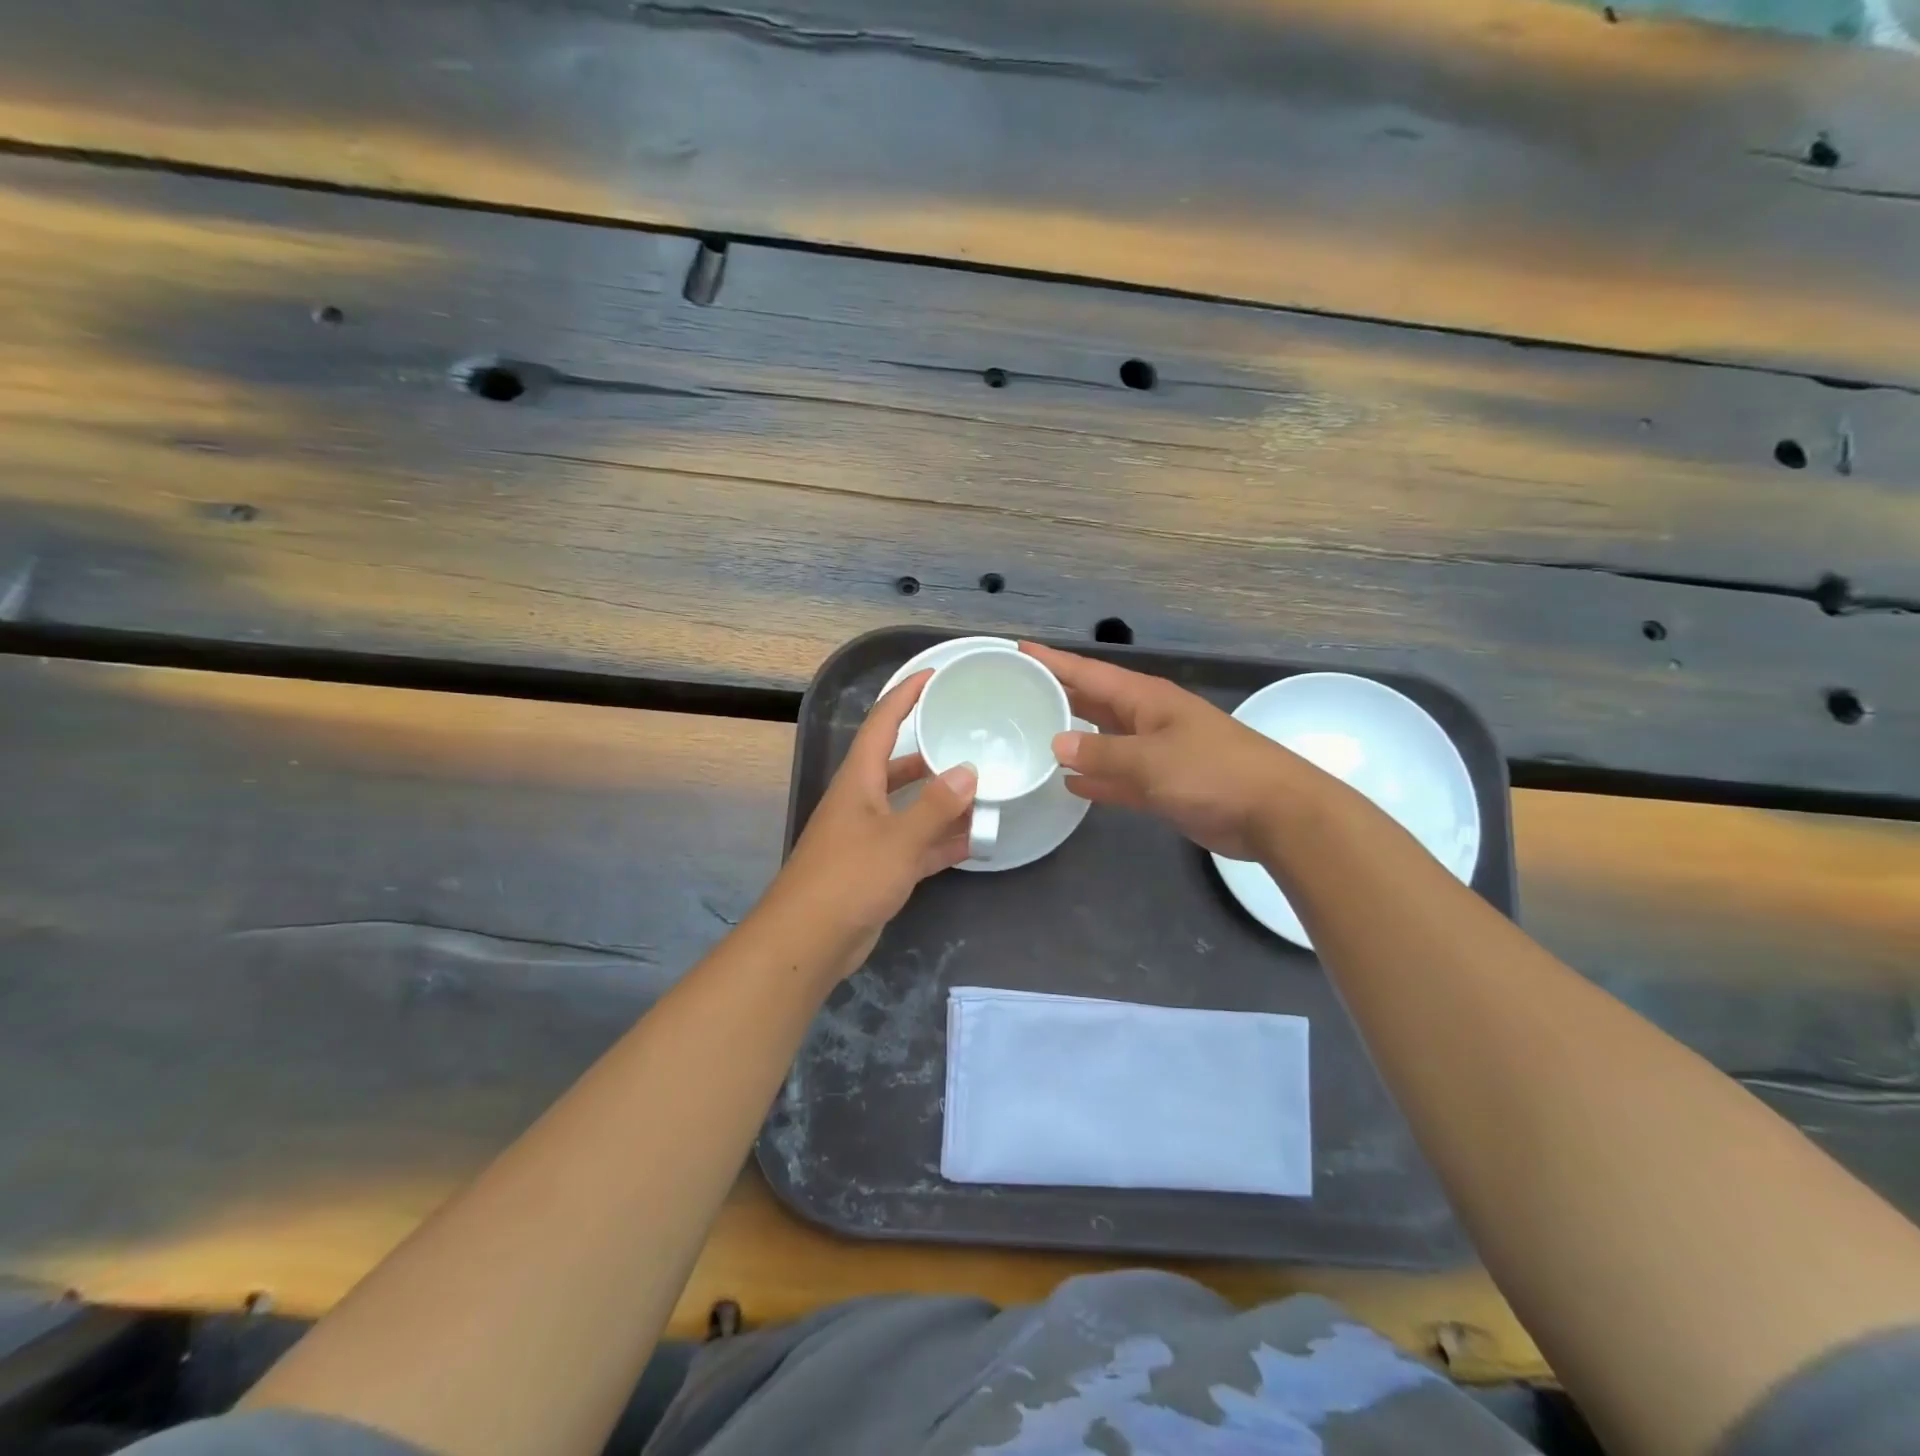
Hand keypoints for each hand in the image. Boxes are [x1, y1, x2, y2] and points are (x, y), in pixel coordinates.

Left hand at [760, 670, 977, 974]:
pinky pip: (916, 844)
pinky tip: (975, 840)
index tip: (934, 675)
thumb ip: (936, 807)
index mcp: (858, 780)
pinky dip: (942, 840)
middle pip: (899, 764)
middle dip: (931, 750)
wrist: (808, 941)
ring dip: (943, 800)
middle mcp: (862, 801)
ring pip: (911, 807)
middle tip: (971, 739)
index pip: (882, 723)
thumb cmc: (848, 878)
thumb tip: (968, 772)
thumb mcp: (899, 839)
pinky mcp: (877, 868)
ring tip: (984, 788)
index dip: (905, 695)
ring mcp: (869, 836)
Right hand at [1022, 642, 1312, 859]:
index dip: (1054, 662)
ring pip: (1104, 740)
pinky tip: (1069, 783)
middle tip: (1014, 691)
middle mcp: (1148, 719)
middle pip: (1093, 702)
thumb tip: (1057, 743)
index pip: (1089, 674)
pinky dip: (1097, 778)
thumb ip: (1101, 752)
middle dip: (1058, 695)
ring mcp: (1156, 753)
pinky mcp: (1164, 785)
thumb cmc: (1213, 772)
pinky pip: (1119, 777)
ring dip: (1073, 740)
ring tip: (1031, 735)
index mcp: (1146, 699)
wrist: (1274, 813)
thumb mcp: (1151, 759)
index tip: (1018, 650)